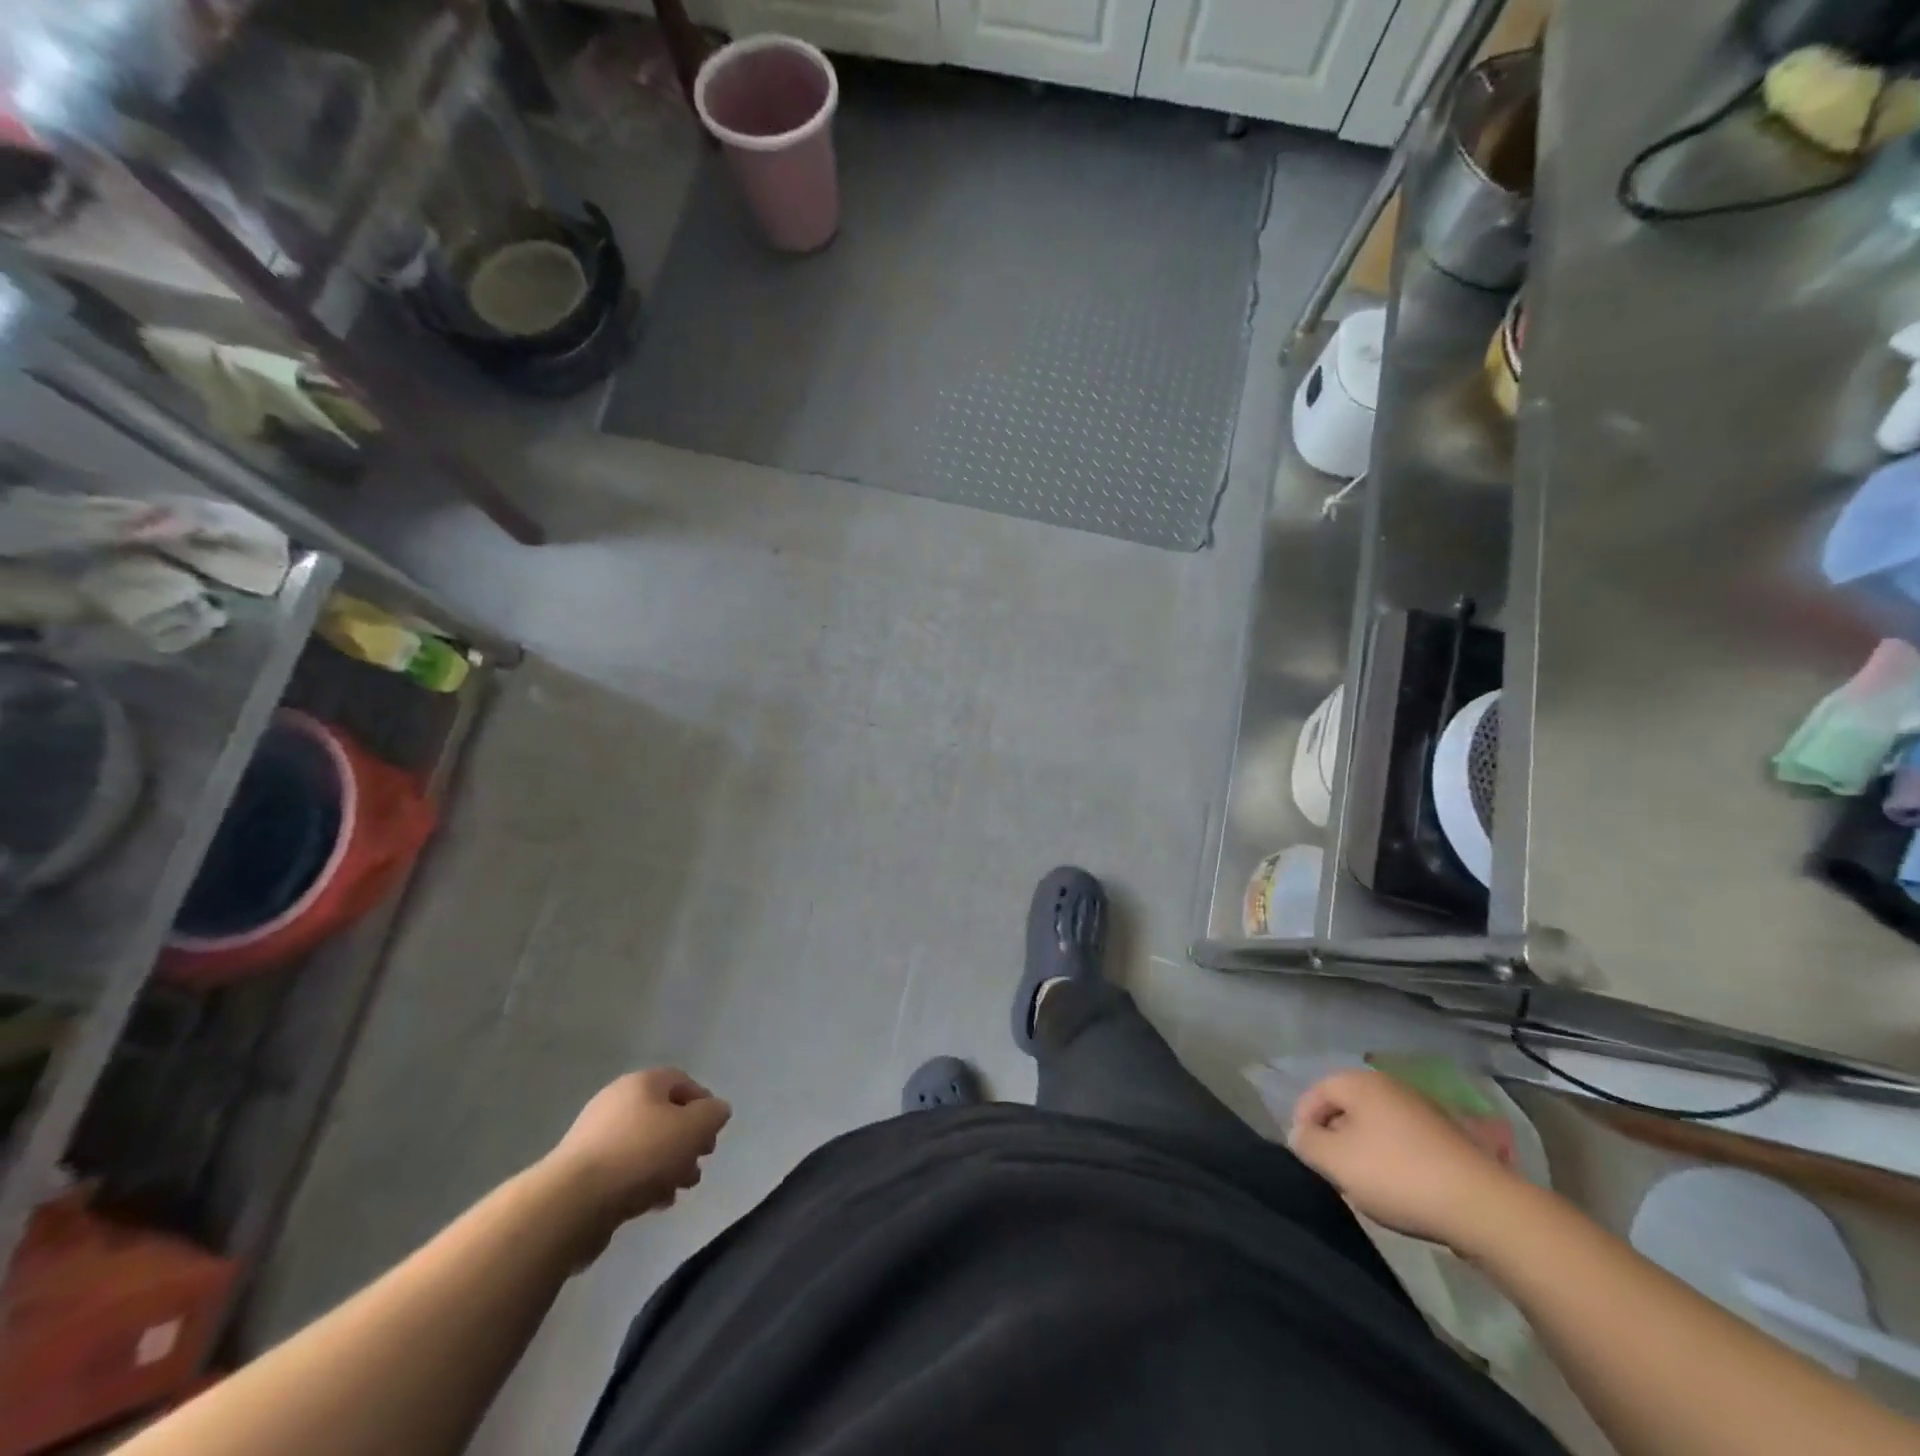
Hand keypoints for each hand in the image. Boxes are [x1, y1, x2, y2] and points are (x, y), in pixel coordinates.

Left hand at [541, 1069, 731, 1241]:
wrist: (571, 1203)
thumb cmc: (641, 1154)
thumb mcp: (693, 1127)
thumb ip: (713, 1115)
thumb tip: (715, 1111)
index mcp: (643, 1083)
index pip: (682, 1082)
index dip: (704, 1104)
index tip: (713, 1134)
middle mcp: (617, 1102)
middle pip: (664, 1116)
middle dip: (686, 1141)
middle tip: (699, 1164)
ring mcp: (596, 1137)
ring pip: (645, 1146)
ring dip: (668, 1166)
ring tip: (679, 1190)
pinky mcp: (582, 1172)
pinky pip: (624, 1171)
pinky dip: (643, 1183)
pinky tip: (653, 1205)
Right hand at [1288, 1068, 1523, 1253]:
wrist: (1483, 1207)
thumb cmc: (1397, 1175)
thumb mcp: (1336, 1161)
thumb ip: (1307, 1142)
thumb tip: (1301, 1134)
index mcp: (1361, 1082)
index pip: (1316, 1092)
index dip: (1303, 1122)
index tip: (1306, 1156)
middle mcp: (1390, 1085)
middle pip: (1347, 1107)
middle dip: (1335, 1137)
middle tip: (1334, 1172)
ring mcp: (1423, 1109)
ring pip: (1376, 1126)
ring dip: (1364, 1151)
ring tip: (1366, 1185)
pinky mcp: (1448, 1137)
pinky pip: (1404, 1141)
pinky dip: (1394, 1160)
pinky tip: (1401, 1189)